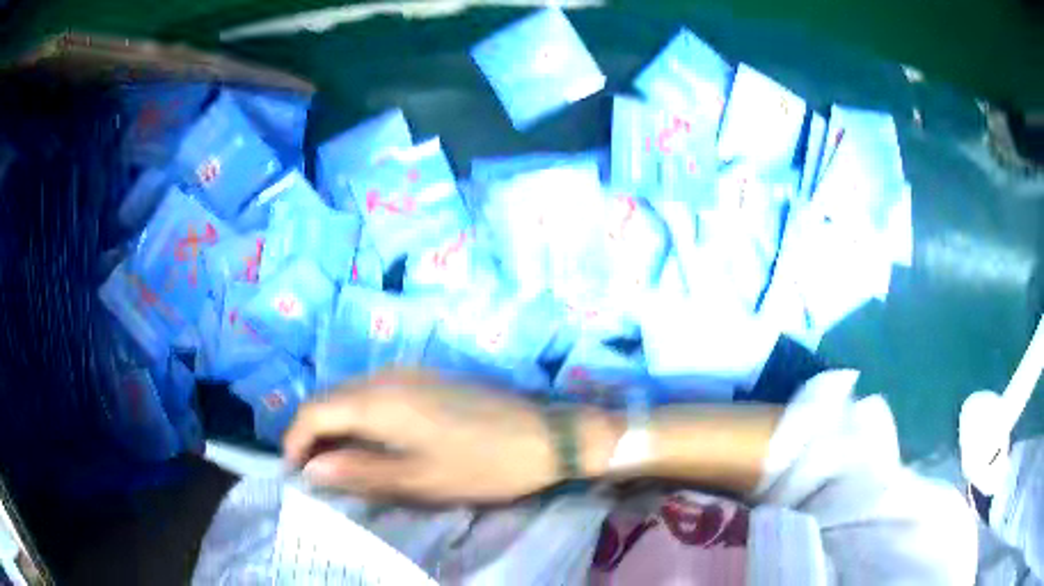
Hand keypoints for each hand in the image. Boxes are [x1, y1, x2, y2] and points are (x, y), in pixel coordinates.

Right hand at [283, 370, 565, 502]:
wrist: (543, 435)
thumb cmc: (481, 464)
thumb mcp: (418, 480)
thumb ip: (359, 472)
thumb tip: (312, 469)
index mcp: (378, 400)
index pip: (315, 411)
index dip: (296, 439)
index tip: (294, 471)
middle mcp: (386, 375)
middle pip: (330, 398)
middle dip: (313, 433)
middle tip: (314, 471)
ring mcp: (409, 371)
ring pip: (352, 394)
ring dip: (337, 424)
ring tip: (338, 461)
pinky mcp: (427, 377)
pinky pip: (376, 392)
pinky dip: (360, 416)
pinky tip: (371, 440)